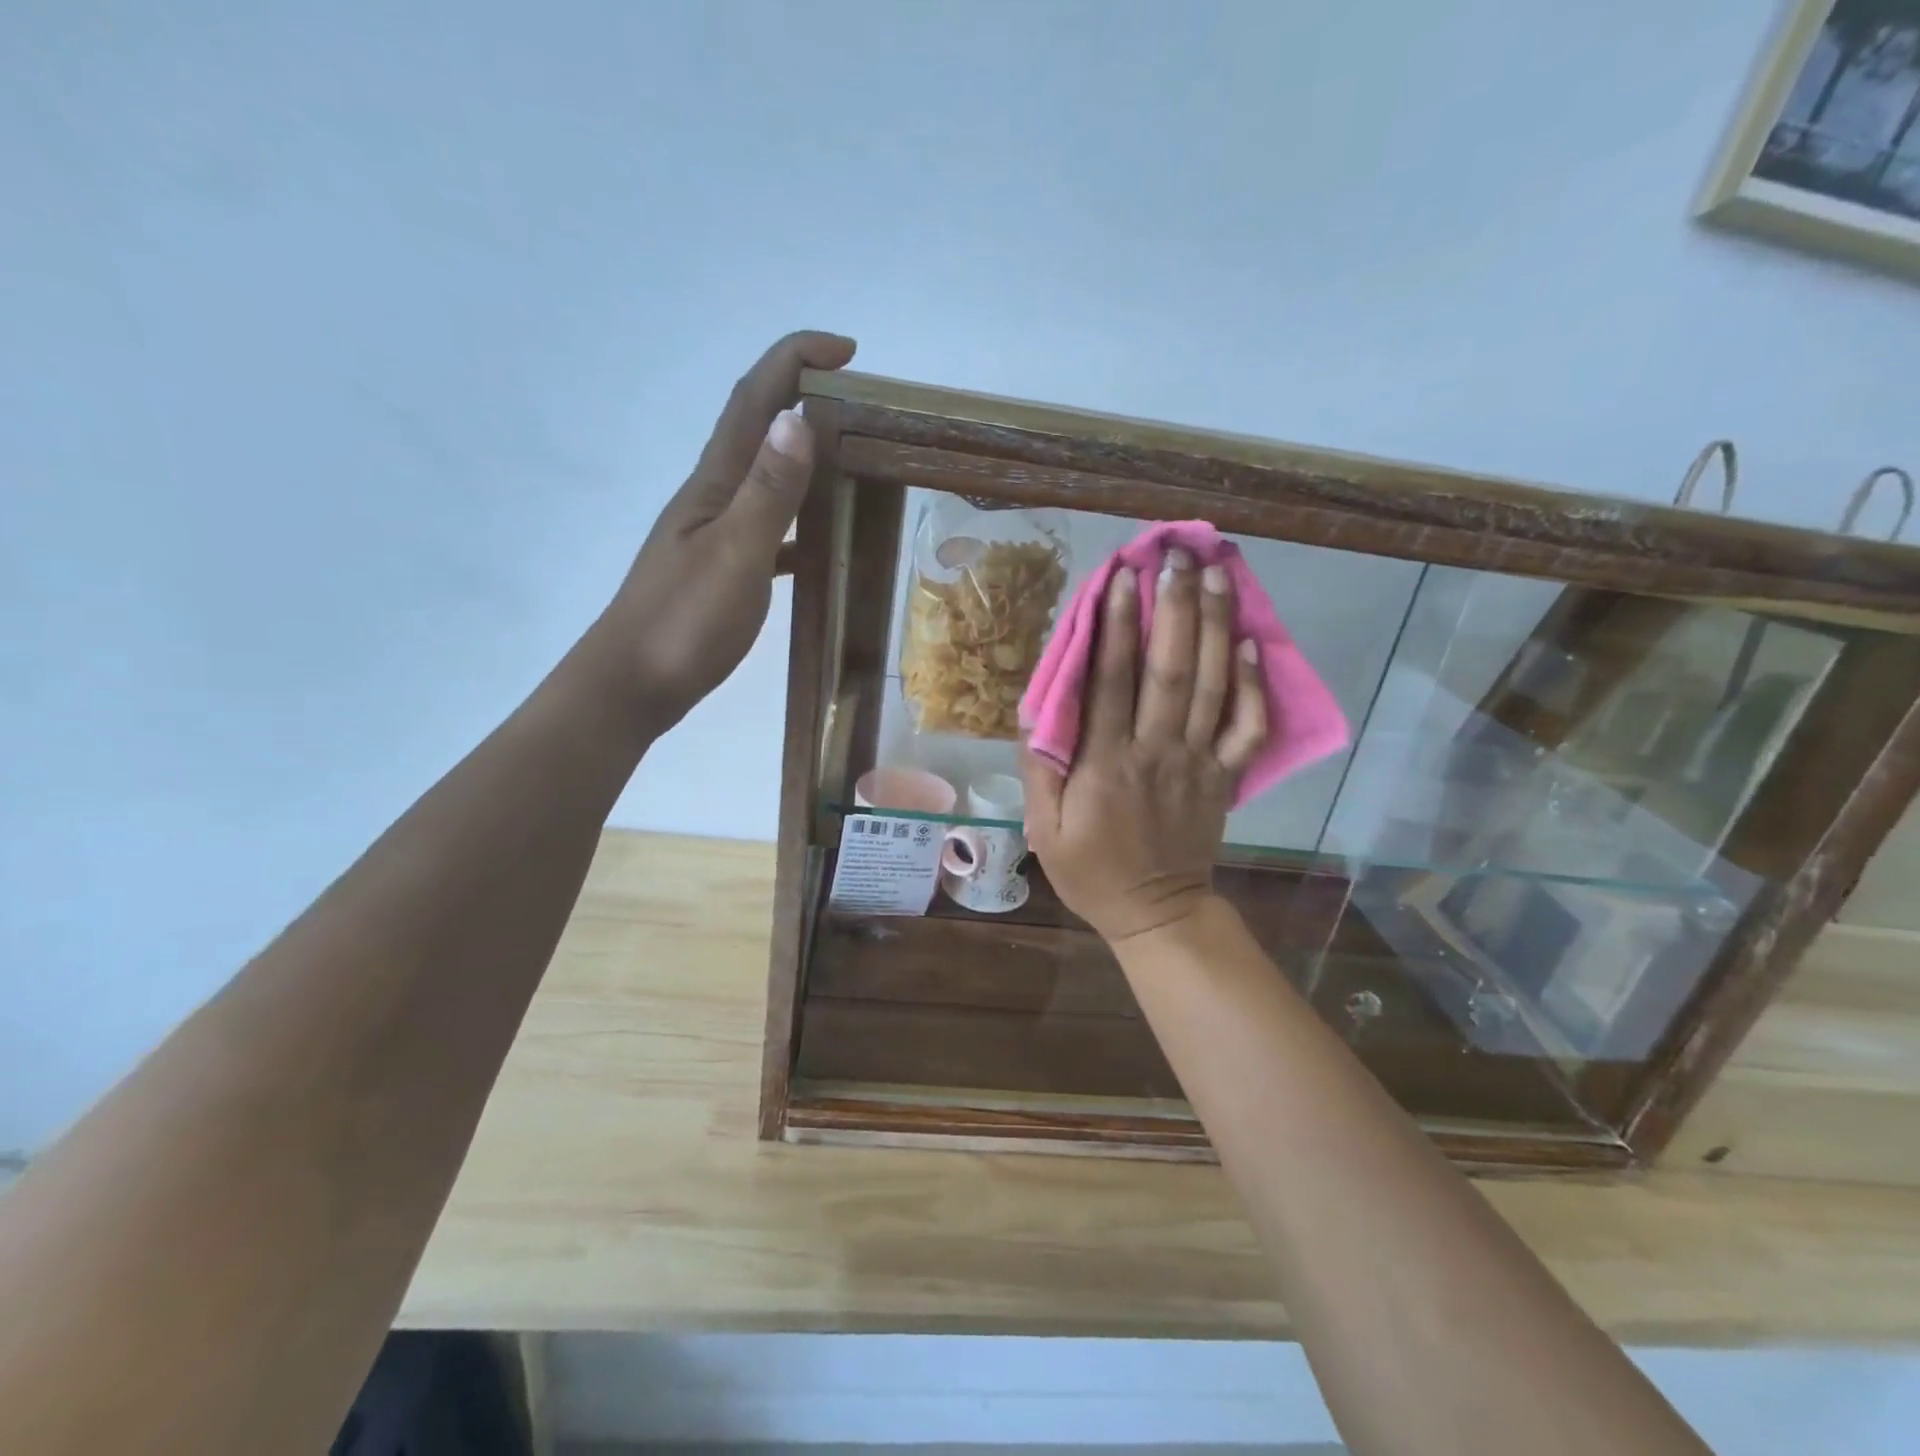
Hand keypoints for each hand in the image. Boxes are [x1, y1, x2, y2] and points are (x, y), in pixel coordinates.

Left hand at [587, 330, 856, 735]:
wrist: (632, 685)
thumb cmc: (683, 624)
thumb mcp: (734, 555)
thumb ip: (768, 493)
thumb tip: (798, 420)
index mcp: (713, 485)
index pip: (753, 401)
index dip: (793, 360)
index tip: (846, 349)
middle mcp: (710, 498)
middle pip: (756, 429)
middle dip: (801, 396)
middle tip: (859, 401)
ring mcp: (712, 534)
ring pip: (762, 478)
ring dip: (801, 456)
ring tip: (849, 460)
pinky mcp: (719, 570)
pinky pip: (767, 528)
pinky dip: (796, 520)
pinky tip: (818, 541)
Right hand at [1023, 550, 1267, 942]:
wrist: (1156, 913)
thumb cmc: (1091, 870)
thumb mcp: (1044, 829)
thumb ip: (1041, 768)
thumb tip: (1040, 709)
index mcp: (1106, 763)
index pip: (1112, 681)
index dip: (1116, 625)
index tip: (1121, 576)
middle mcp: (1156, 751)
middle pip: (1169, 669)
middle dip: (1174, 607)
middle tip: (1176, 556)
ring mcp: (1198, 762)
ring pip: (1211, 686)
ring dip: (1215, 627)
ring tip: (1216, 575)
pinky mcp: (1225, 777)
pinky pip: (1247, 727)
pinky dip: (1254, 684)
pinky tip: (1252, 642)